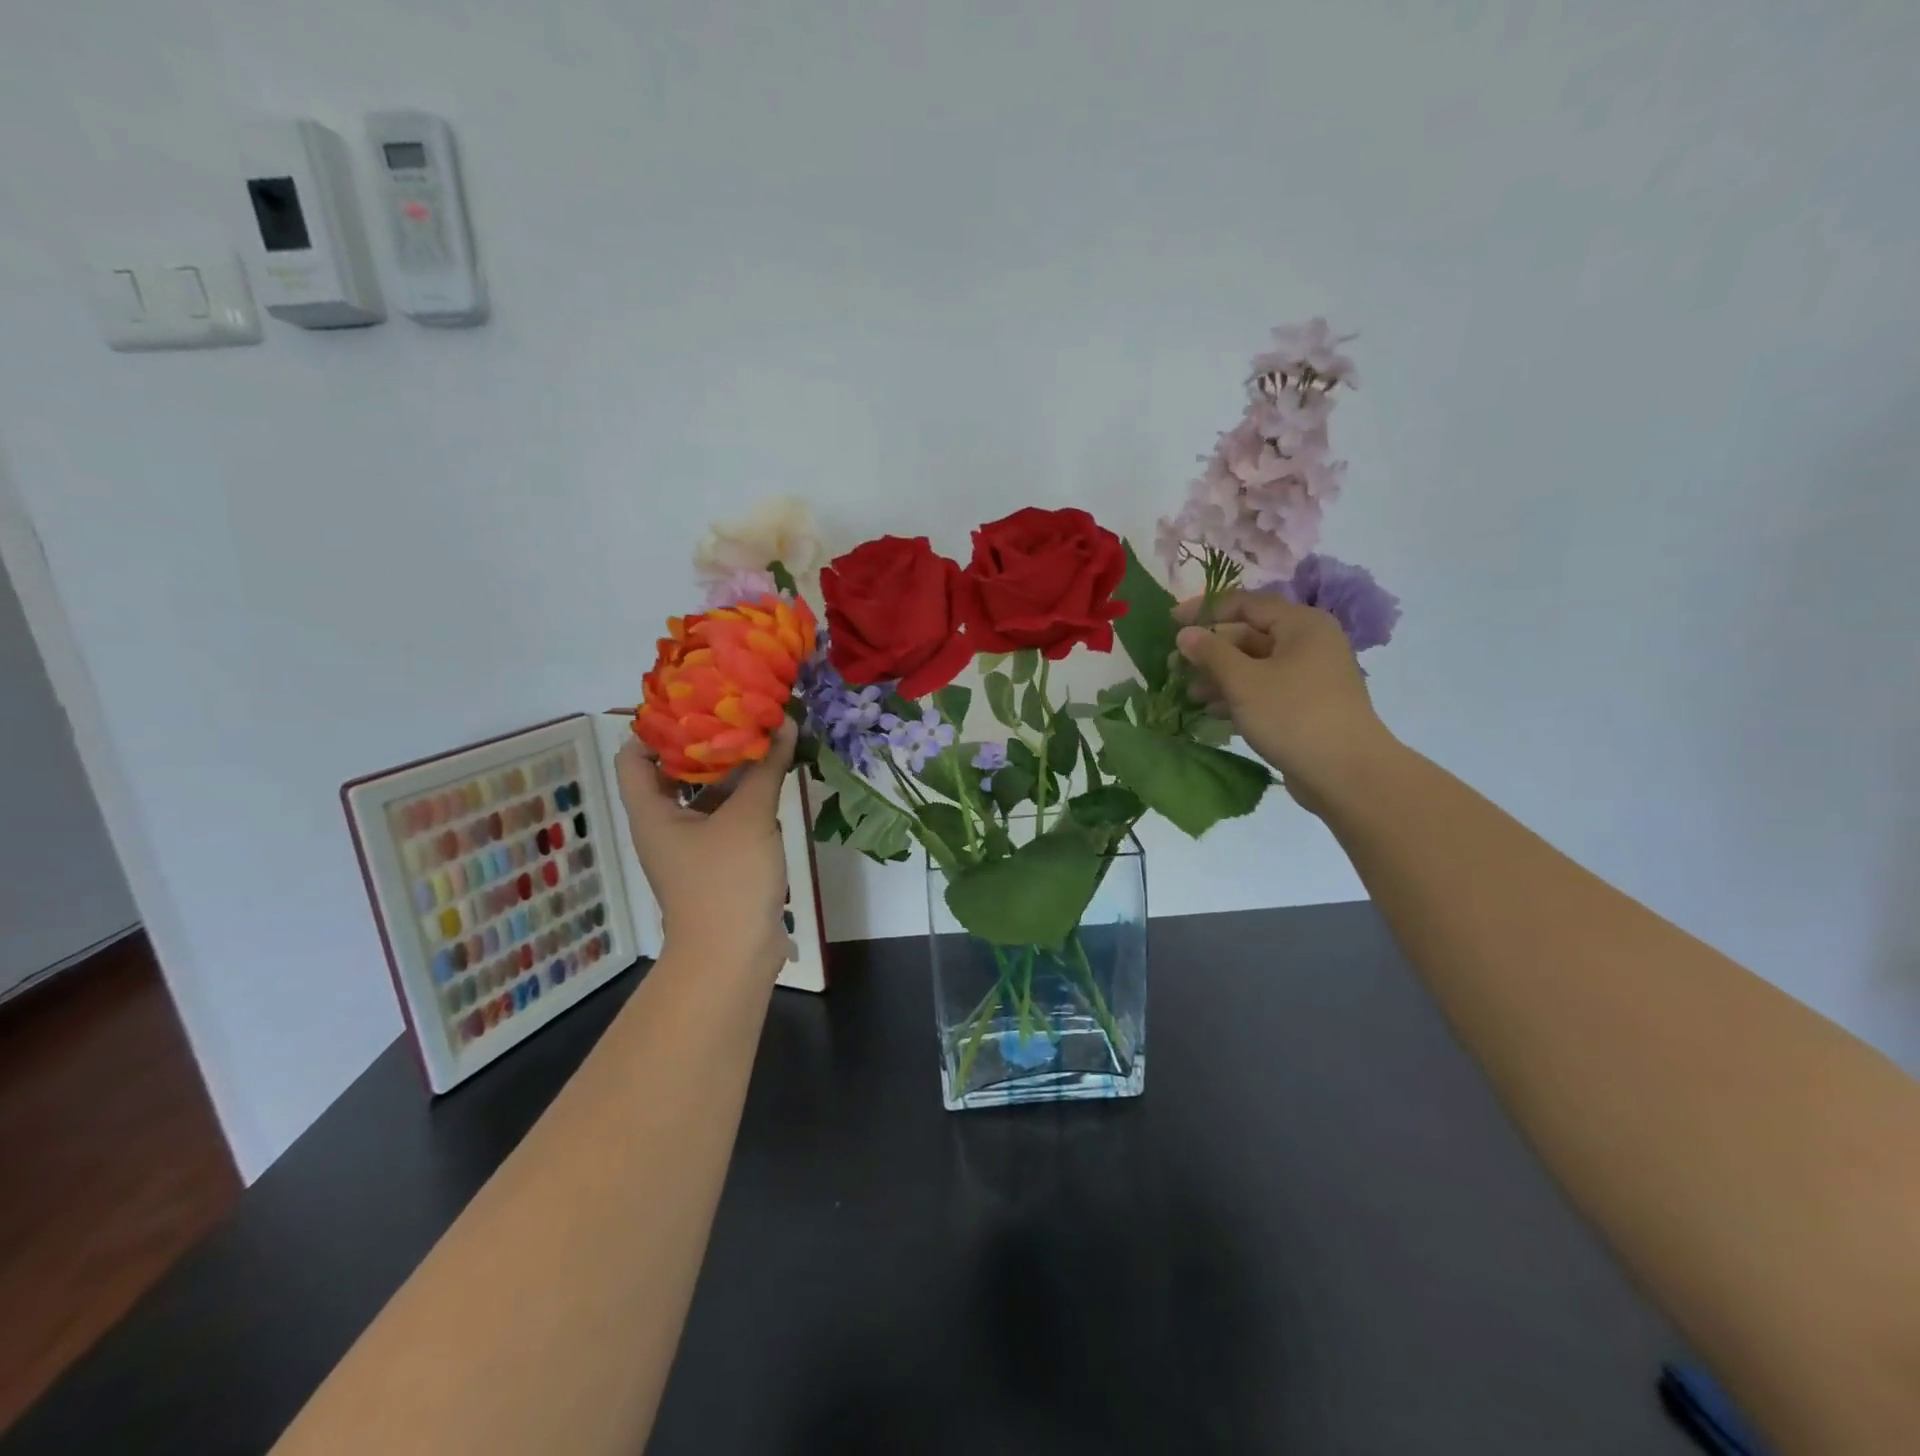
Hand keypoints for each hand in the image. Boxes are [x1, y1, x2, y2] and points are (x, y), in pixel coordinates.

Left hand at [615, 722, 796, 978]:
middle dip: (703, 742)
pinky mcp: (718, 860)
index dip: (655, 726)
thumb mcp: (749, 817)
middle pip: (673, 771)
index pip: (633, 755)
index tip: (691, 700)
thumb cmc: (726, 881)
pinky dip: (744, 795)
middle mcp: (664, 824)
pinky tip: (773, 775)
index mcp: (651, 812)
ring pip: (704, 795)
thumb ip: (766, 768)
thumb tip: (785, 722)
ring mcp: (692, 844)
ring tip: (759, 733)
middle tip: (734, 708)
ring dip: (729, 768)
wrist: (733, 956)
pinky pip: (726, 816)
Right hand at [1174, 592, 1395, 811]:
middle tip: (1174, 667)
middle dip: (1210, 651)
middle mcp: (1309, 643)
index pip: (1245, 604)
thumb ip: (1211, 653)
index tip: (1171, 623)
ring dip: (1220, 677)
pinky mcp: (1306, 705)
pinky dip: (1238, 696)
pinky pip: (1265, 690)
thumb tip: (1185, 633)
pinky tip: (1212, 712)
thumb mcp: (1243, 681)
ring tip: (1189, 695)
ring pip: (1255, 666)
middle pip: (1250, 635)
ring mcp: (1310, 676)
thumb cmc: (1293, 715)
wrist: (1346, 774)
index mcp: (1301, 625)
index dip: (1205, 610)